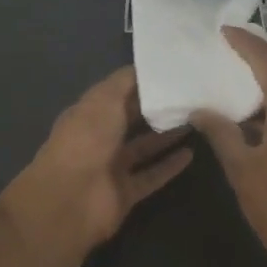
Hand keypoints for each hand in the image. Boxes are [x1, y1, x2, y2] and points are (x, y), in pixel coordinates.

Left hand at [5, 67, 193, 254]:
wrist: (70, 200)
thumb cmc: (85, 139)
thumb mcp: (104, 99)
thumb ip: (125, 82)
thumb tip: (145, 66)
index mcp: (89, 112)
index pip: (118, 93)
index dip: (141, 82)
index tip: (171, 72)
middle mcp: (100, 137)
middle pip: (132, 119)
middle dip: (156, 108)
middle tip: (190, 95)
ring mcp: (112, 166)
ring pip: (144, 147)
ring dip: (166, 135)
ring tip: (196, 120)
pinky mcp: (125, 192)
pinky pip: (151, 175)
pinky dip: (169, 166)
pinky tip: (190, 154)